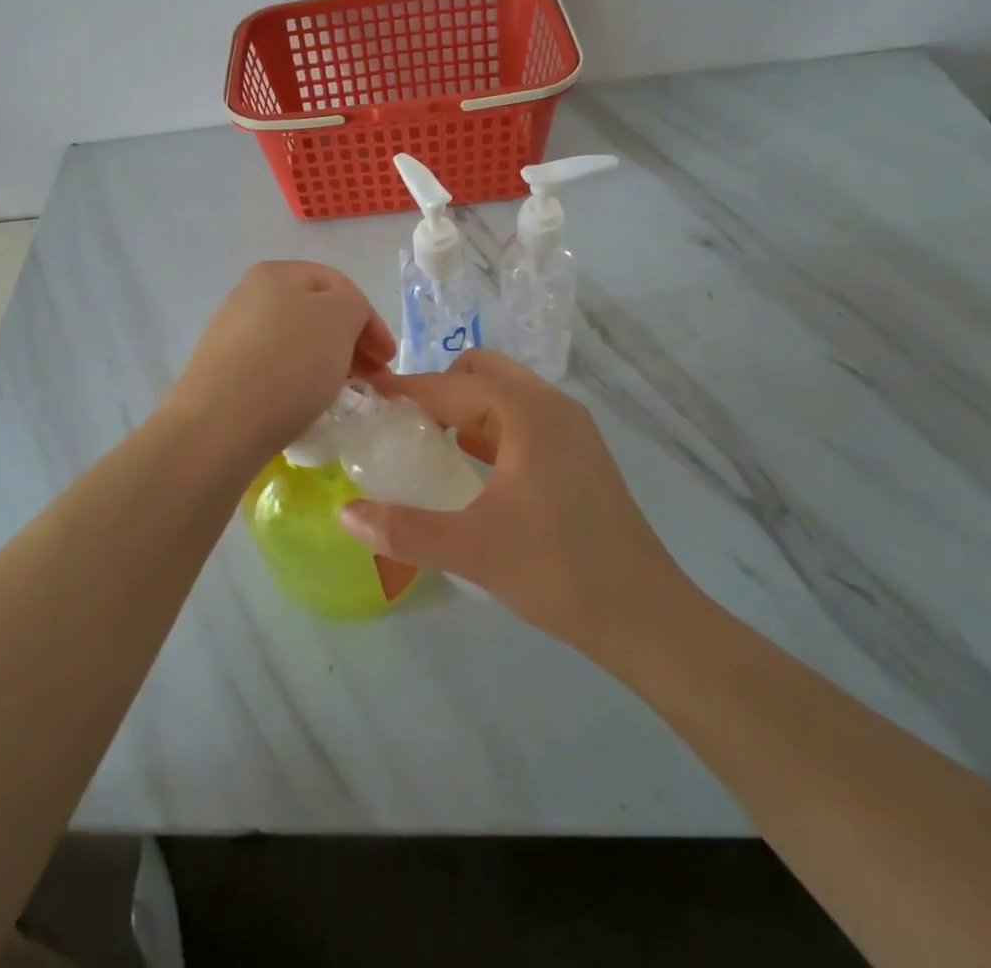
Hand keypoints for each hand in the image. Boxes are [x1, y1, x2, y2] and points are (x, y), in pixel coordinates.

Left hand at [167, 262, 395, 462]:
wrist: (218, 426)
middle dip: (350, 342)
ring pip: (295, 341)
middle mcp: (248, 295)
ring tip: (341, 391)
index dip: (371, 318)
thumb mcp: (340, 319)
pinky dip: (297, 380)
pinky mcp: (222, 372)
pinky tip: (304, 403)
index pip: (339, 285)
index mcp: (276, 273)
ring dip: (325, 361)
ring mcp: (230, 334)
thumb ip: (354, 306)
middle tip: (371, 377)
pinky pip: (272, 368)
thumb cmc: (288, 364)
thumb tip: (343, 321)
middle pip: (315, 313)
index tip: (388, 359)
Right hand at [337, 351, 693, 647]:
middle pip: (481, 373)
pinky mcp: (580, 454)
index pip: (450, 386)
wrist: (646, 617)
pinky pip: (524, 419)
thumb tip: (344, 513)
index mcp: (526, 413)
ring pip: (505, 394)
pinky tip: (472, 465)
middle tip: (400, 423)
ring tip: (427, 442)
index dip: (404, 390)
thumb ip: (403, 529)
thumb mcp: (471, 549)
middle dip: (437, 389)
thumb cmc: (557, 570)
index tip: (365, 396)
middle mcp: (552, 406)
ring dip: (465, 407)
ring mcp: (572, 428)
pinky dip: (491, 427)